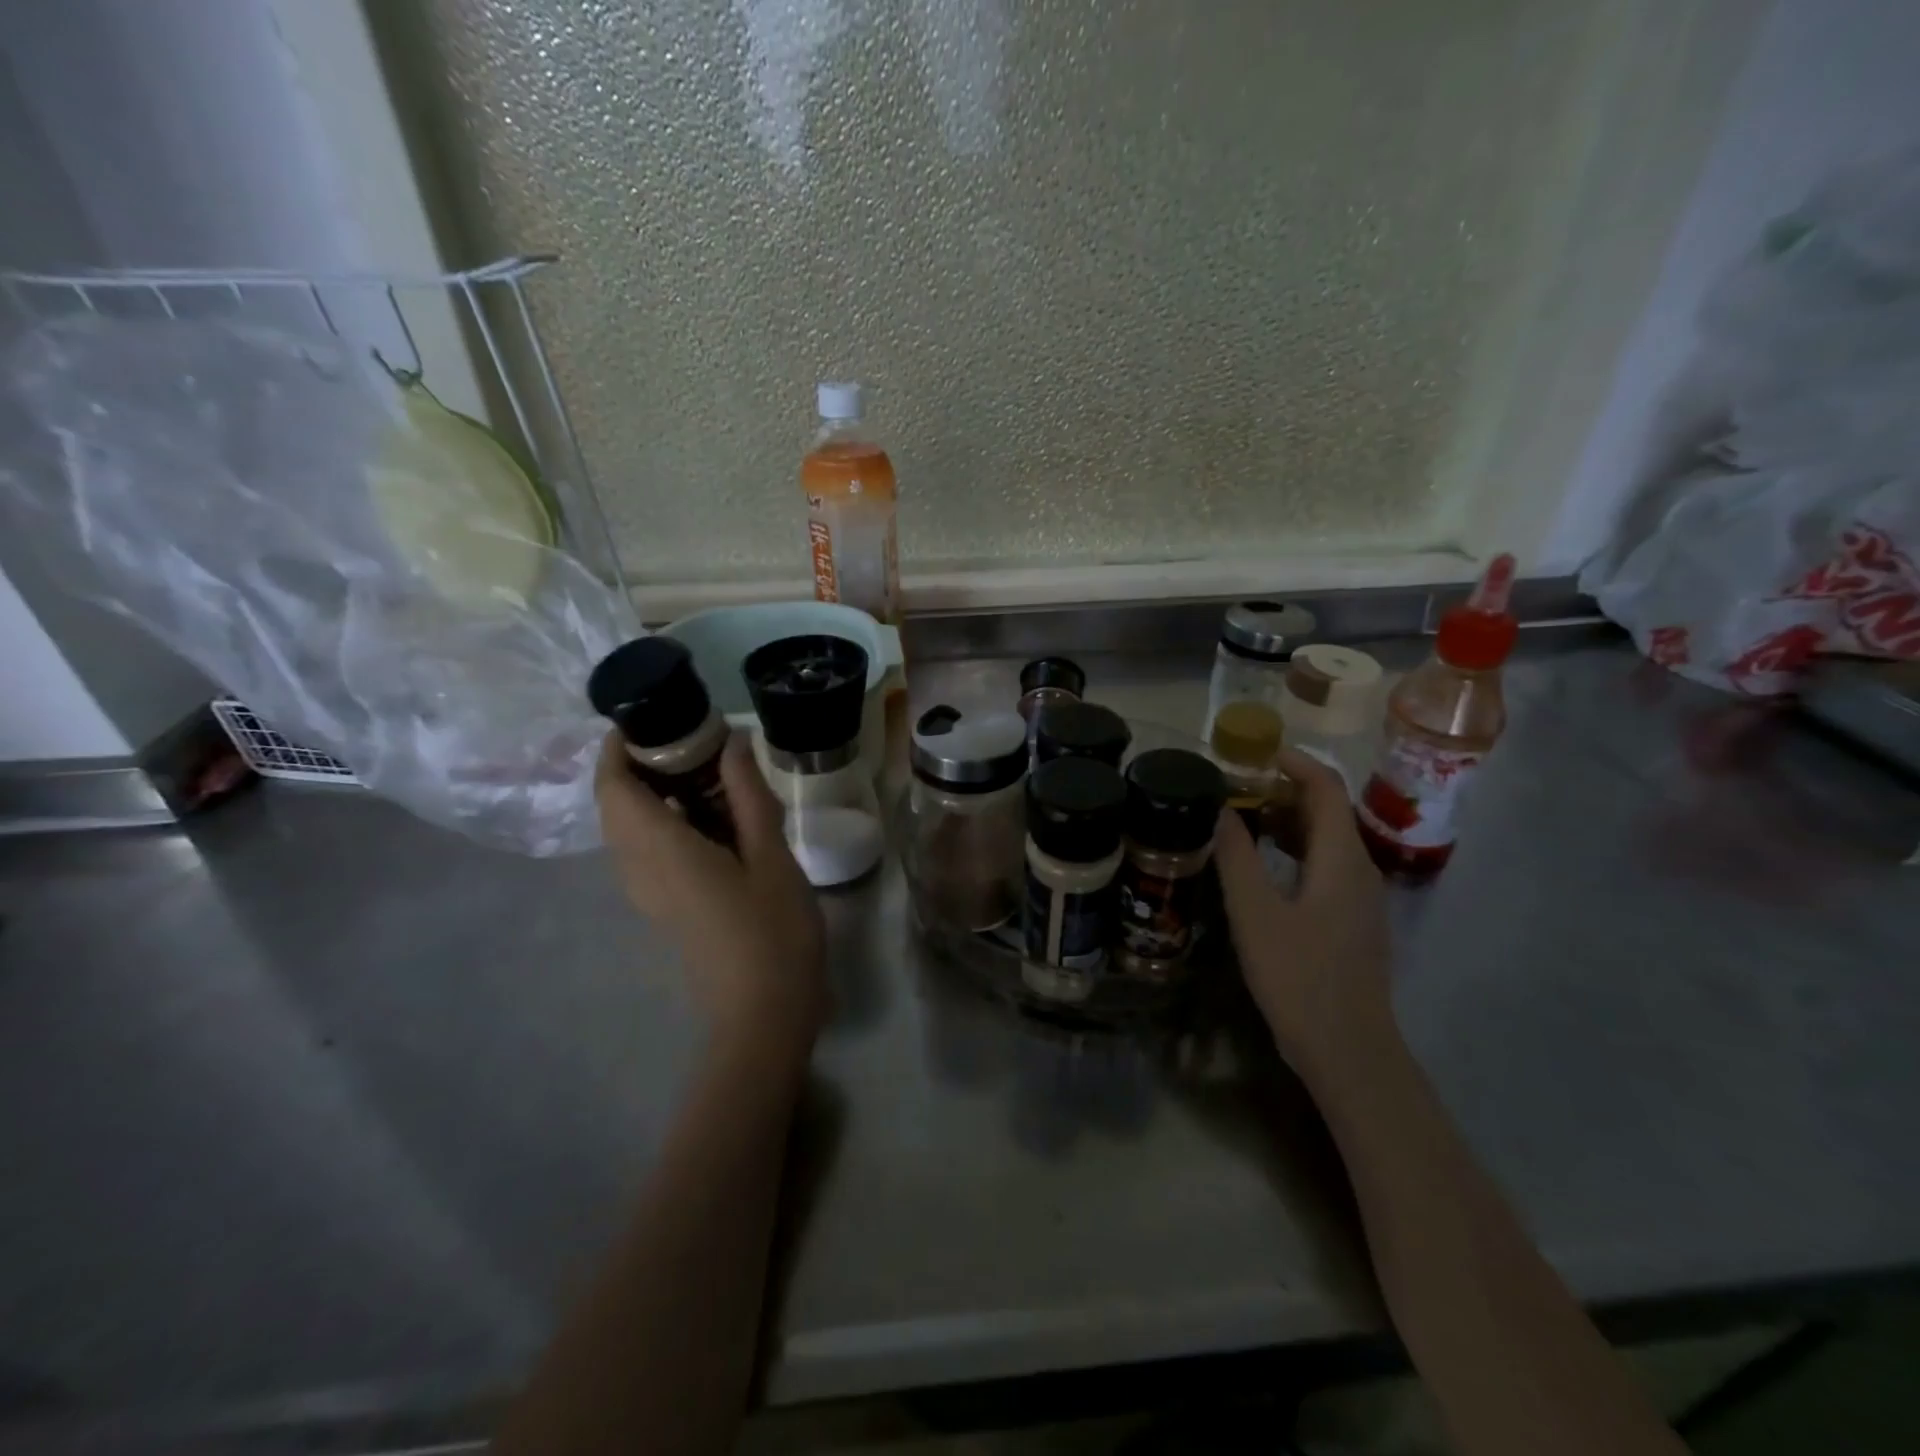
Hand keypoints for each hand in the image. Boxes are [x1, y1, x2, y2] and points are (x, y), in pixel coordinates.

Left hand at [595, 732, 826, 1054]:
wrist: (763, 1015)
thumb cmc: (772, 933)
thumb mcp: (771, 857)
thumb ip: (747, 796)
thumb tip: (731, 742)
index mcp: (660, 850)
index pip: (613, 786)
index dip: (619, 746)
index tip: (658, 717)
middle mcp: (639, 868)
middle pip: (617, 803)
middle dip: (642, 763)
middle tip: (697, 740)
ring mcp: (648, 891)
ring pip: (631, 827)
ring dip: (657, 791)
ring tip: (711, 771)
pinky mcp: (664, 905)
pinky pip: (648, 848)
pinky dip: (668, 819)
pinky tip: (716, 816)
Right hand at [1214, 746, 1395, 1080]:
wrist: (1347, 1049)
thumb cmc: (1299, 976)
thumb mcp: (1255, 912)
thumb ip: (1236, 856)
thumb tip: (1220, 809)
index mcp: (1341, 858)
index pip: (1326, 788)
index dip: (1294, 763)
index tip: (1253, 754)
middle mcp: (1359, 870)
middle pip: (1328, 811)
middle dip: (1283, 791)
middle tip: (1235, 789)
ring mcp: (1361, 899)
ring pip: (1326, 841)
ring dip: (1287, 823)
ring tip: (1241, 821)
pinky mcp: (1352, 922)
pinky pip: (1326, 867)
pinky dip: (1295, 852)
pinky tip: (1263, 869)